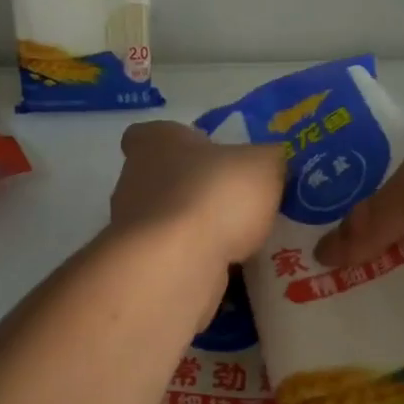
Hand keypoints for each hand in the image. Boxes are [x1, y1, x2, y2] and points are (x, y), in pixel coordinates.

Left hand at [110, 121, 284, 271]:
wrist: (177, 263)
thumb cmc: (214, 196)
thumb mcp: (262, 165)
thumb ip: (268, 160)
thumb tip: (270, 162)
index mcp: (154, 142)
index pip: (150, 134)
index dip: (175, 141)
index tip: (203, 154)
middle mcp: (134, 179)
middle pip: (162, 179)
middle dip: (193, 190)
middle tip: (234, 201)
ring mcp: (133, 226)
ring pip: (168, 221)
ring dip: (196, 229)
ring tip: (240, 240)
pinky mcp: (141, 265)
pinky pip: (173, 258)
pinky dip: (196, 262)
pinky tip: (228, 269)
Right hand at [311, 111, 403, 304]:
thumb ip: (375, 217)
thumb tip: (320, 256)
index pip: (383, 169)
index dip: (347, 195)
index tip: (309, 229)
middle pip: (398, 216)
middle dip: (364, 245)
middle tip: (313, 280)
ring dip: (391, 279)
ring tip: (336, 310)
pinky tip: (382, 327)